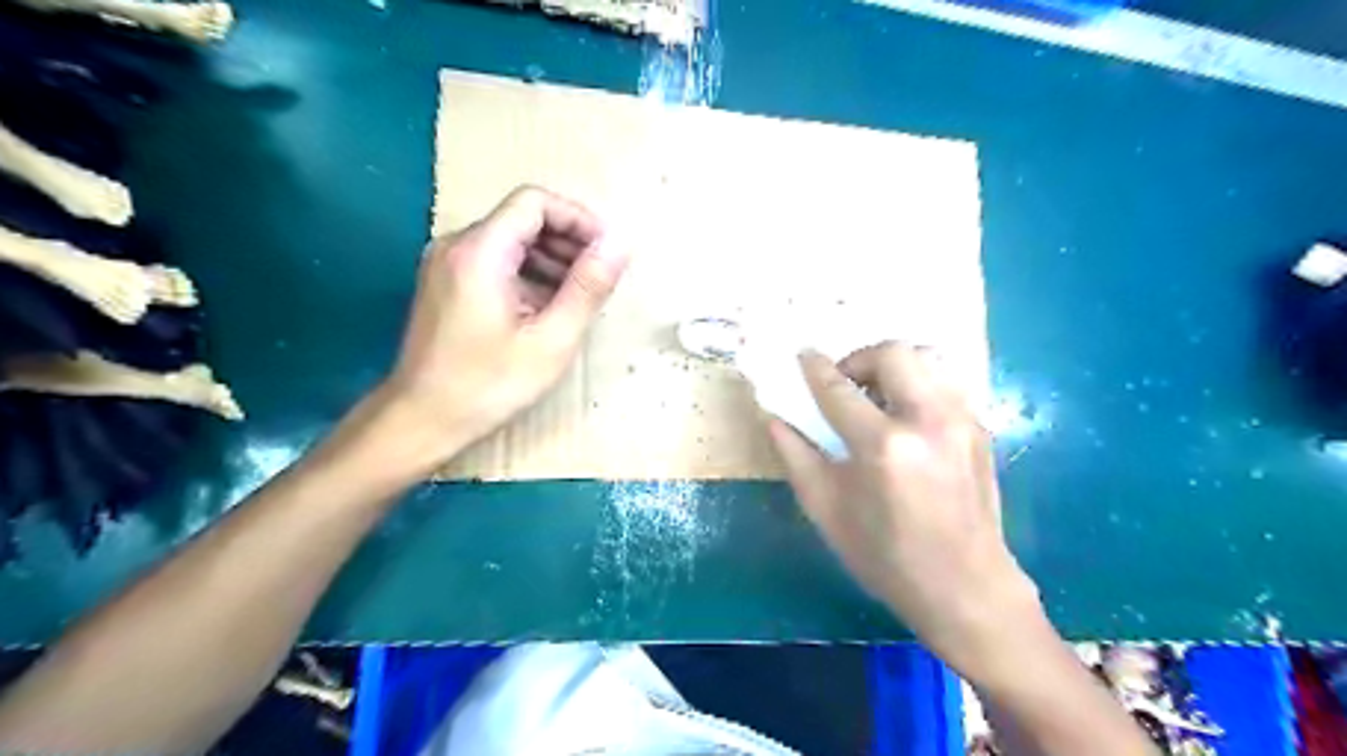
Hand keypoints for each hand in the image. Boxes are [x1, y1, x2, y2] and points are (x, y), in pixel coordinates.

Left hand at [377, 183, 626, 465]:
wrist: (421, 420)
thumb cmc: (489, 384)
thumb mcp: (551, 340)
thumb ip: (588, 287)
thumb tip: (619, 243)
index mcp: (480, 251)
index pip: (534, 202)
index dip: (578, 219)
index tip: (607, 252)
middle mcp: (457, 245)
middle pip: (522, 218)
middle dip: (568, 242)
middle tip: (599, 280)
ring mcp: (446, 264)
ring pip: (510, 240)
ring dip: (551, 260)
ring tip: (578, 298)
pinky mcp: (445, 284)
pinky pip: (495, 262)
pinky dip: (528, 275)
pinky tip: (546, 309)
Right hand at [769, 341, 1040, 673]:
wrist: (966, 588)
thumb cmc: (886, 557)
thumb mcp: (827, 511)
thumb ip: (796, 457)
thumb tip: (774, 417)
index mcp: (884, 446)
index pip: (839, 388)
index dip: (815, 368)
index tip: (802, 356)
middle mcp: (928, 421)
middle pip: (893, 353)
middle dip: (859, 359)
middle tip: (844, 385)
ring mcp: (962, 421)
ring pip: (927, 358)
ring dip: (893, 366)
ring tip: (876, 397)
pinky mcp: (980, 429)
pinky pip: (945, 382)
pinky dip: (918, 383)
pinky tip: (904, 416)